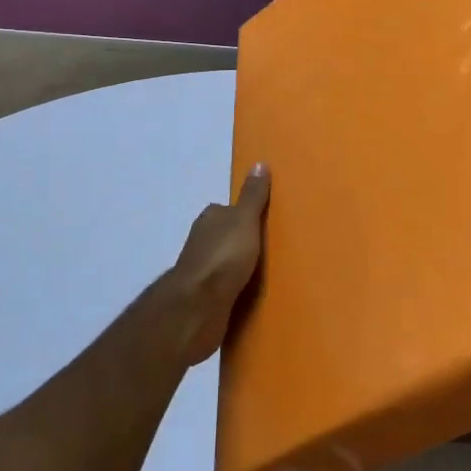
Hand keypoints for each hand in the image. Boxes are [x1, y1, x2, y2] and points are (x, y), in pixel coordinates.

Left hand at [161, 164, 270, 363]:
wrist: (198, 307)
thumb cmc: (223, 257)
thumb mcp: (244, 220)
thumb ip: (253, 196)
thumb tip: (259, 163)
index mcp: (210, 220)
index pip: (227, 210)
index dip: (244, 213)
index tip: (264, 220)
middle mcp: (201, 242)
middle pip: (225, 236)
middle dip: (243, 241)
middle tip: (271, 247)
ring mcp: (201, 271)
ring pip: (225, 263)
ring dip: (239, 266)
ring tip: (266, 271)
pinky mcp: (205, 297)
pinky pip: (225, 287)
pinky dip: (235, 288)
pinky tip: (251, 293)